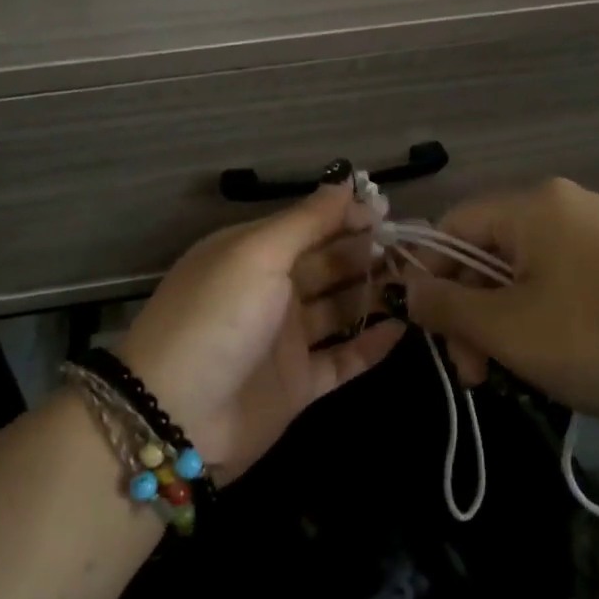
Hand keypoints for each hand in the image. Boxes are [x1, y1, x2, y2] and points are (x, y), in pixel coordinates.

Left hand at [118, 183, 404, 480]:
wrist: (177, 416)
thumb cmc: (217, 318)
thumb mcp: (256, 254)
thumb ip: (305, 220)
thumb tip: (345, 182)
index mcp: (254, 253)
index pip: (309, 225)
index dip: (348, 217)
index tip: (391, 213)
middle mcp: (270, 291)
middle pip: (329, 265)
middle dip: (369, 254)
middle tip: (416, 249)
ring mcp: (284, 339)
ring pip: (340, 309)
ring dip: (375, 295)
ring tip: (421, 284)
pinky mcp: (298, 384)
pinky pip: (343, 359)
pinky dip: (371, 345)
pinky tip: (403, 329)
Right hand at [401, 178, 598, 435]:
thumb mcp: (507, 330)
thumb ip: (445, 305)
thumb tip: (407, 287)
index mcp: (533, 204)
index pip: (453, 226)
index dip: (429, 276)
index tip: (431, 333)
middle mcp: (564, 203)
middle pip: (487, 251)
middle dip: (469, 311)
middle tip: (472, 372)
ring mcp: (598, 229)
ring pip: (520, 270)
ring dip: (500, 320)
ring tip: (505, 373)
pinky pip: (556, 277)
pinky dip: (537, 314)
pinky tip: (545, 355)